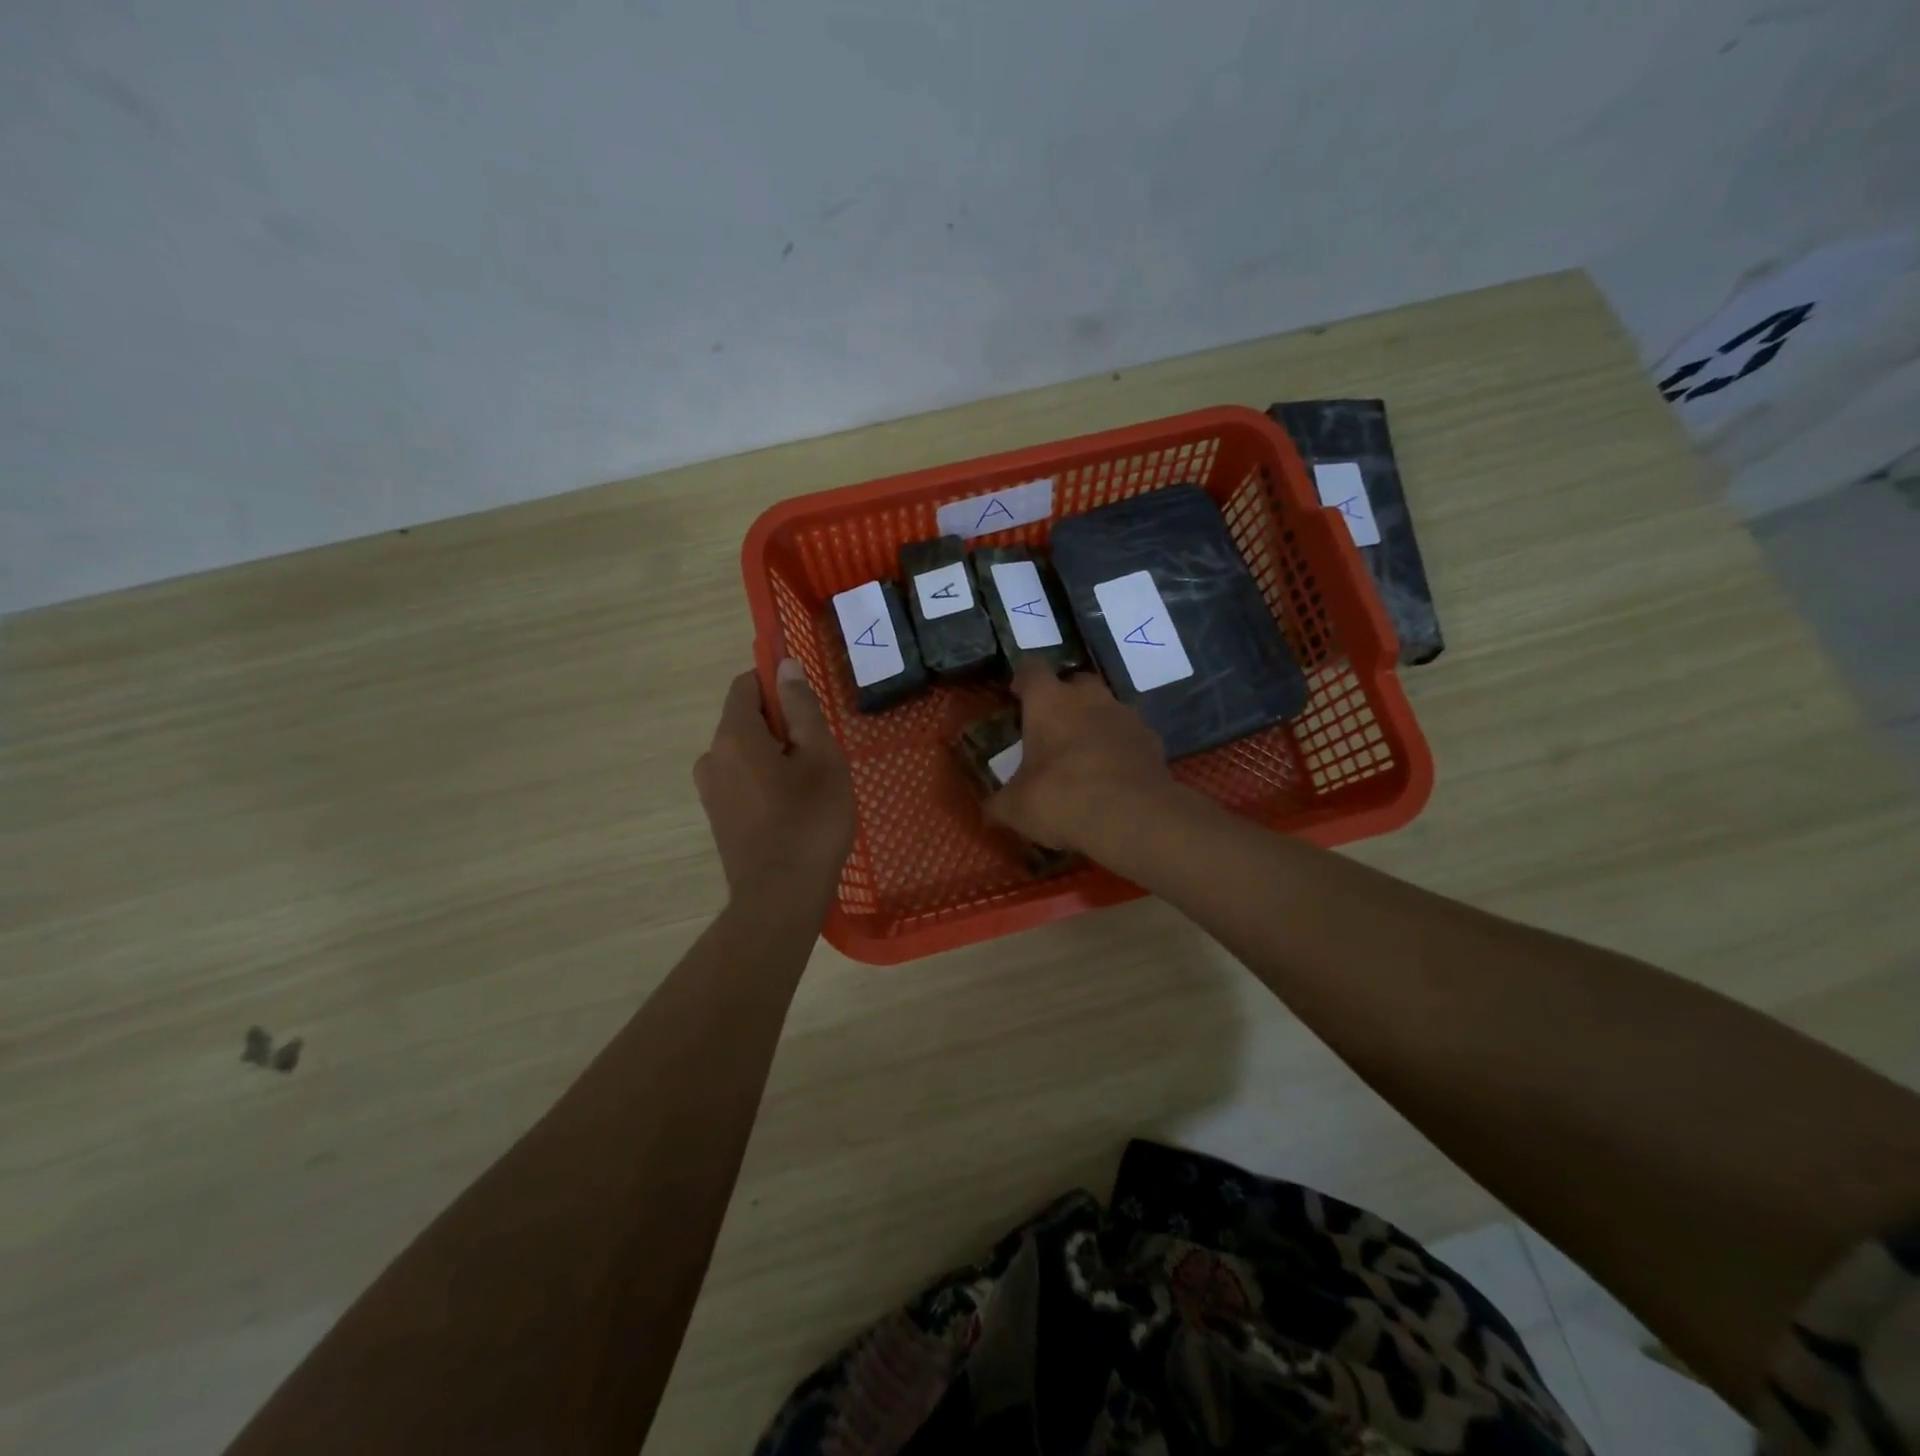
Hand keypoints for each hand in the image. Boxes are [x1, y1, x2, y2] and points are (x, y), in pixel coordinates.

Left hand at [694, 660, 854, 899]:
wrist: (780, 898)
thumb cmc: (810, 821)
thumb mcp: (821, 757)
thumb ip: (802, 708)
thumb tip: (785, 666)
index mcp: (733, 736)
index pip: (746, 686)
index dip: (777, 683)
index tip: (808, 705)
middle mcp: (711, 757)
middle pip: (746, 720)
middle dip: (782, 725)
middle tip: (821, 753)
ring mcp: (710, 790)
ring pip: (745, 752)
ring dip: (776, 755)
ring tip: (811, 785)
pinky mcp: (718, 816)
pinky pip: (742, 779)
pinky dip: (765, 779)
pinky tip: (794, 807)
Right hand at [986, 660, 1176, 853]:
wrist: (1133, 818)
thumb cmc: (1061, 799)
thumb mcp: (1015, 808)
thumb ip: (998, 803)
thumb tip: (986, 810)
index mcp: (1048, 701)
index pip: (1032, 668)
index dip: (1023, 679)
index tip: (1017, 696)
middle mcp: (1089, 697)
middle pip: (1075, 682)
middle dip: (1064, 700)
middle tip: (1051, 730)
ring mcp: (1125, 716)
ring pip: (1106, 708)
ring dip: (1094, 724)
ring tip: (1084, 757)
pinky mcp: (1152, 740)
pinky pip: (1129, 736)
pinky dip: (1120, 749)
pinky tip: (1113, 777)